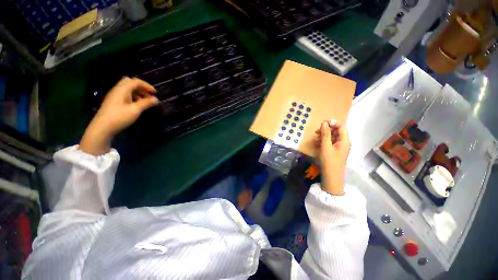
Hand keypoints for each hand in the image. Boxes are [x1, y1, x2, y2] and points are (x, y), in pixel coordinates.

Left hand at [80, 77, 157, 154]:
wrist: (102, 127)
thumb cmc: (120, 117)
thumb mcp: (135, 110)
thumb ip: (146, 103)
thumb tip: (156, 99)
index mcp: (122, 89)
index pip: (136, 81)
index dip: (147, 85)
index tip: (155, 93)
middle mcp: (117, 89)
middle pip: (130, 82)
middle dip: (141, 87)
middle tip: (148, 95)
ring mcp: (114, 95)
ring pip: (127, 89)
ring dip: (137, 93)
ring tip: (145, 102)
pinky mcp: (113, 101)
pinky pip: (125, 94)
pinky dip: (133, 97)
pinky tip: (136, 105)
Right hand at [315, 119, 349, 194]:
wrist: (331, 177)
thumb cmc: (329, 161)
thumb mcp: (326, 146)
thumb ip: (325, 134)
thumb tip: (324, 123)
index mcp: (344, 140)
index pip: (340, 126)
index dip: (332, 123)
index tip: (322, 123)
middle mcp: (343, 142)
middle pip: (336, 131)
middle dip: (326, 130)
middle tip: (316, 131)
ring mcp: (338, 147)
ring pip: (331, 137)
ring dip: (323, 136)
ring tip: (315, 138)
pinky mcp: (334, 151)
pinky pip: (329, 143)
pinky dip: (323, 141)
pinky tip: (316, 143)